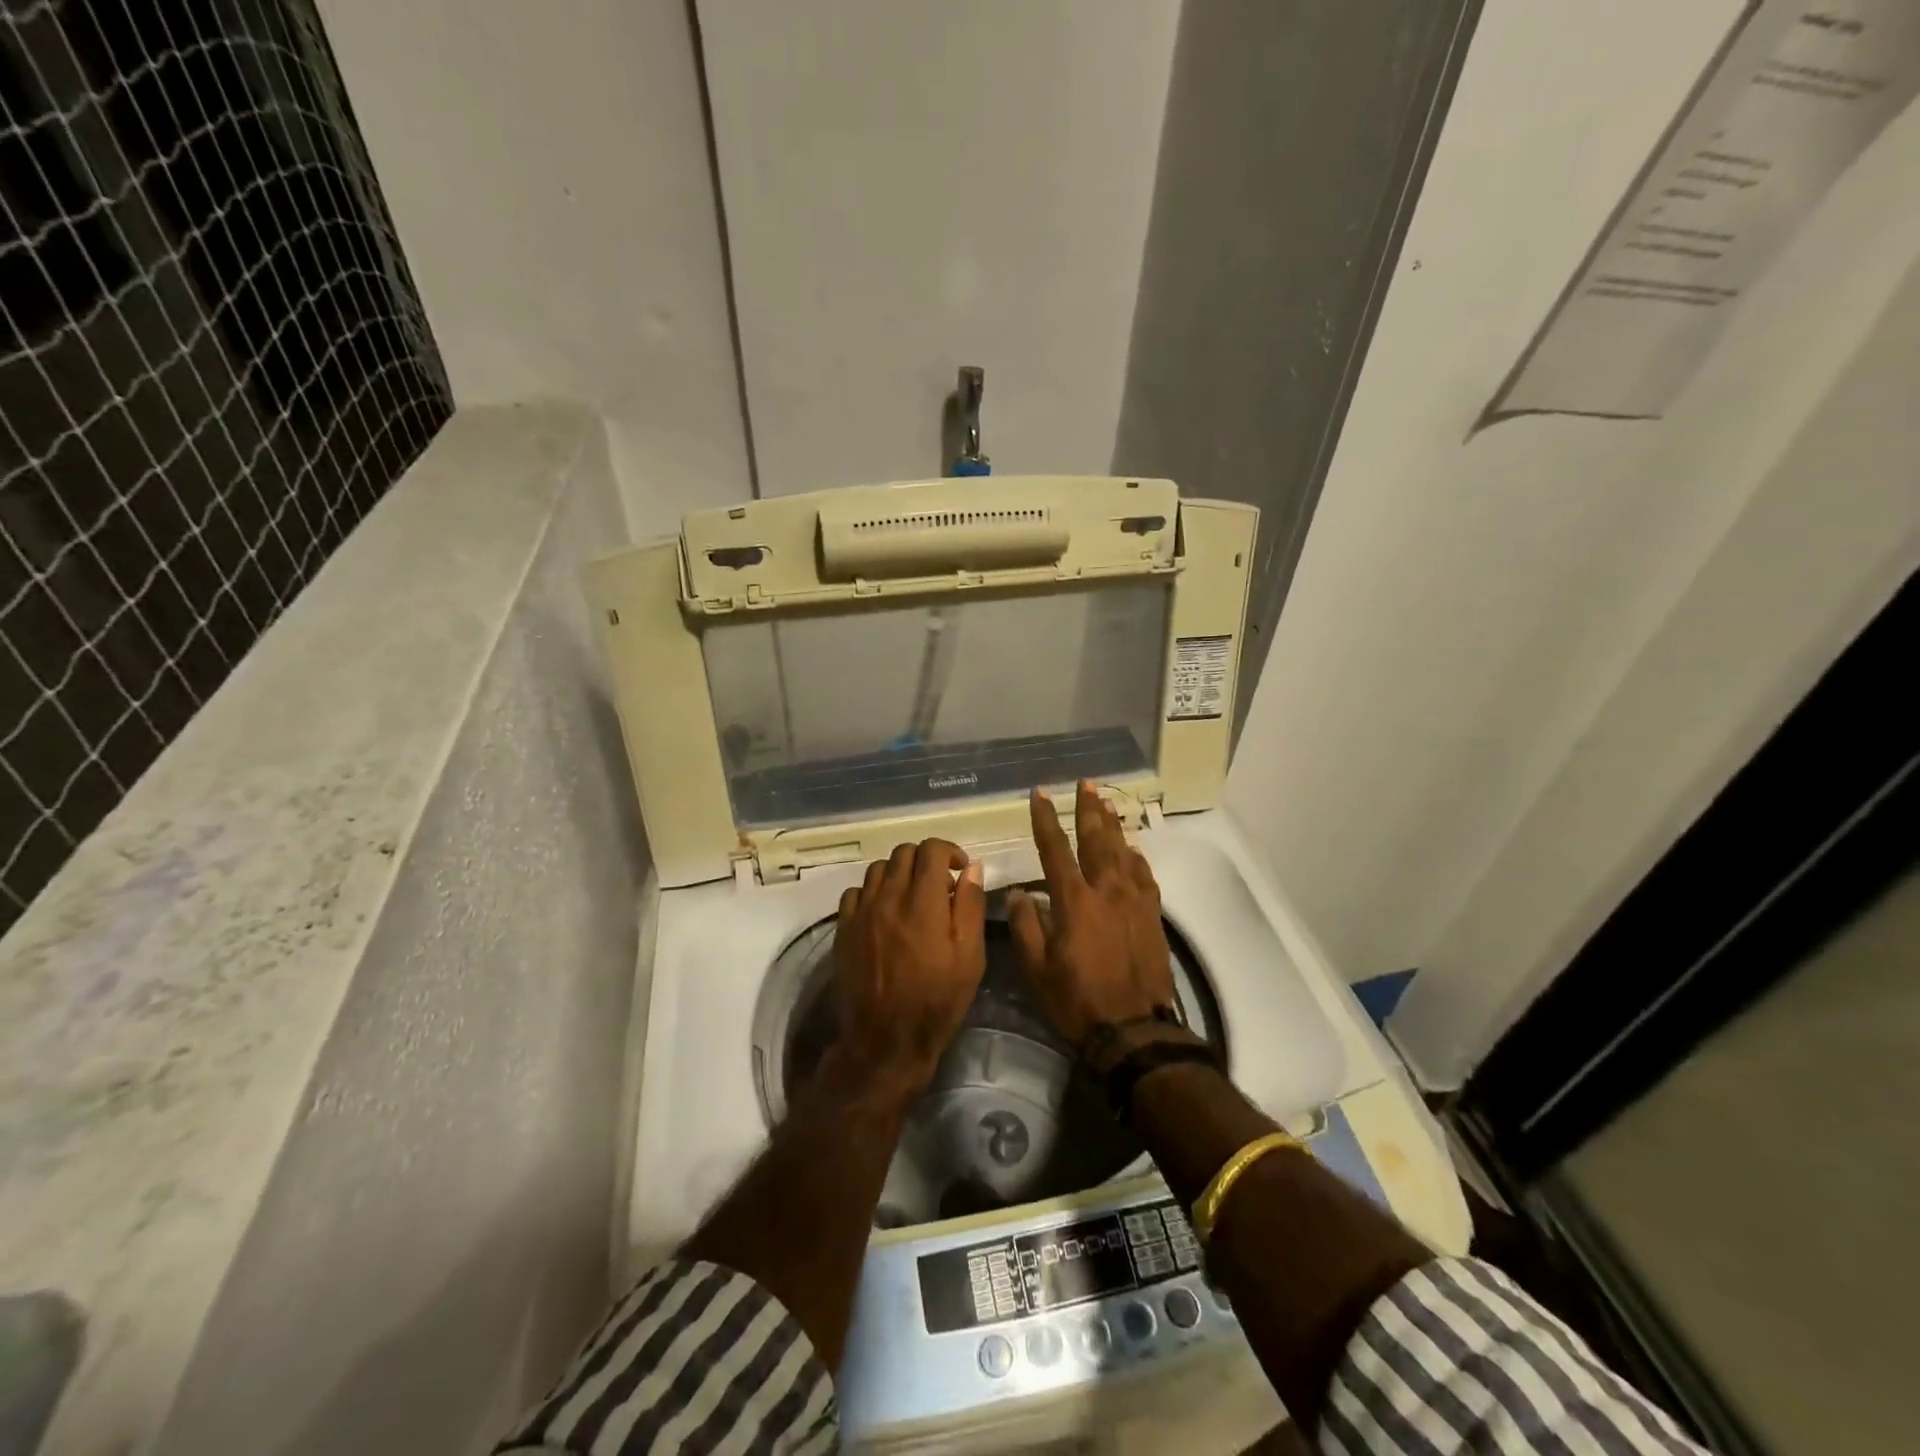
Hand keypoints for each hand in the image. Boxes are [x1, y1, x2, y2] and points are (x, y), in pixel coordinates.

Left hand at [830, 839, 987, 1096]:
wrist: (886, 1040)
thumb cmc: (937, 1000)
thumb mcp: (969, 956)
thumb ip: (970, 905)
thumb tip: (971, 867)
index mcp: (923, 902)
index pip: (931, 850)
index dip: (949, 851)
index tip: (960, 869)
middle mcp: (888, 897)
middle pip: (903, 853)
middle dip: (925, 860)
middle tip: (939, 885)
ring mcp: (861, 912)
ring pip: (878, 868)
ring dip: (899, 873)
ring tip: (912, 897)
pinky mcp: (844, 928)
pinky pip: (855, 892)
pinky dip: (873, 892)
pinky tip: (884, 912)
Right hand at [1007, 782, 1177, 1052]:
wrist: (1133, 1030)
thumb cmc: (1077, 1000)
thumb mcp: (1036, 968)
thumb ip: (1025, 925)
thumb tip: (1019, 893)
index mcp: (1073, 900)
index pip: (1055, 848)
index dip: (1045, 818)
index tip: (1040, 794)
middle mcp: (1106, 890)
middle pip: (1096, 838)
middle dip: (1088, 808)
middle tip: (1085, 784)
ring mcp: (1134, 900)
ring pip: (1123, 850)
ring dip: (1113, 824)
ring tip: (1107, 802)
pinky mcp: (1152, 915)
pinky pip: (1145, 875)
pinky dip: (1136, 857)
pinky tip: (1132, 849)